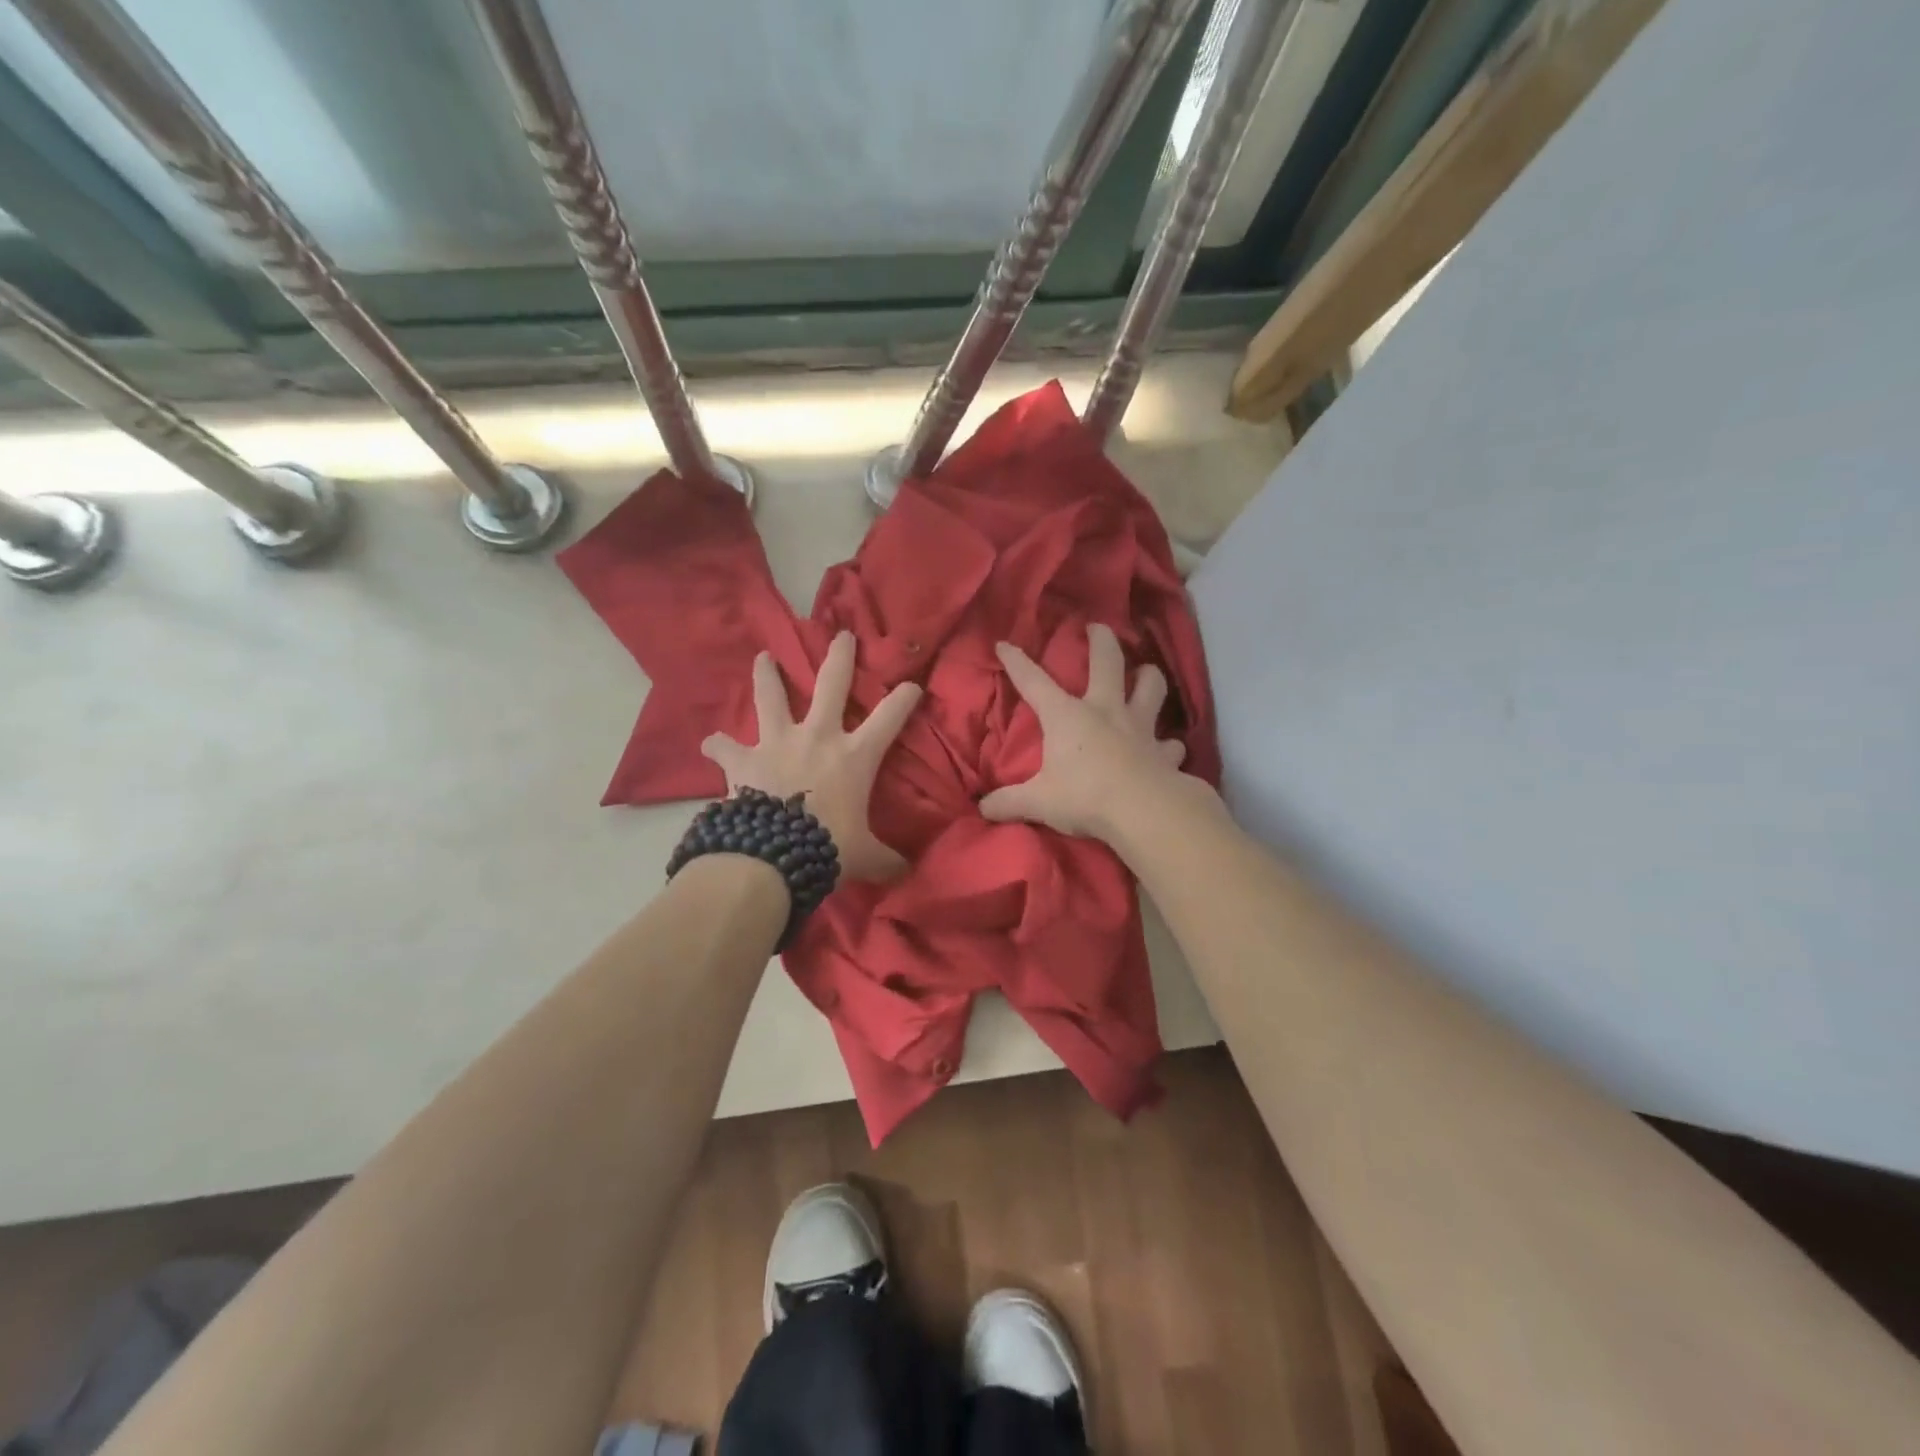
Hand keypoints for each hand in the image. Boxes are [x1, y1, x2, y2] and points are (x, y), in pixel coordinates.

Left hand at [701, 631, 922, 881]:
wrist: (773, 856)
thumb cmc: (827, 848)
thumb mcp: (865, 856)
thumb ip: (886, 859)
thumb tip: (908, 873)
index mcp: (855, 756)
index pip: (890, 718)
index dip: (904, 697)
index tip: (913, 683)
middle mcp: (818, 737)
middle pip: (832, 684)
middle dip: (840, 657)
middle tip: (841, 634)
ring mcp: (778, 743)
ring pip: (772, 698)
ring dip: (767, 676)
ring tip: (762, 658)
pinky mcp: (744, 760)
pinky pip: (725, 748)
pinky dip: (718, 745)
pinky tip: (710, 741)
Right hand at [980, 623, 1190, 840]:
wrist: (1143, 811)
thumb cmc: (1085, 797)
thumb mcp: (1039, 801)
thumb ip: (1009, 802)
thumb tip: (982, 808)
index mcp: (1067, 716)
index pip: (1034, 682)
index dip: (1017, 663)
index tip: (1005, 644)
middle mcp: (1105, 711)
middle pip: (1107, 662)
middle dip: (1101, 640)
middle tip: (1098, 627)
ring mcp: (1140, 728)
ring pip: (1151, 688)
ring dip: (1149, 677)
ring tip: (1145, 674)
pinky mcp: (1163, 752)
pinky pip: (1170, 743)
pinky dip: (1168, 744)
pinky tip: (1166, 748)